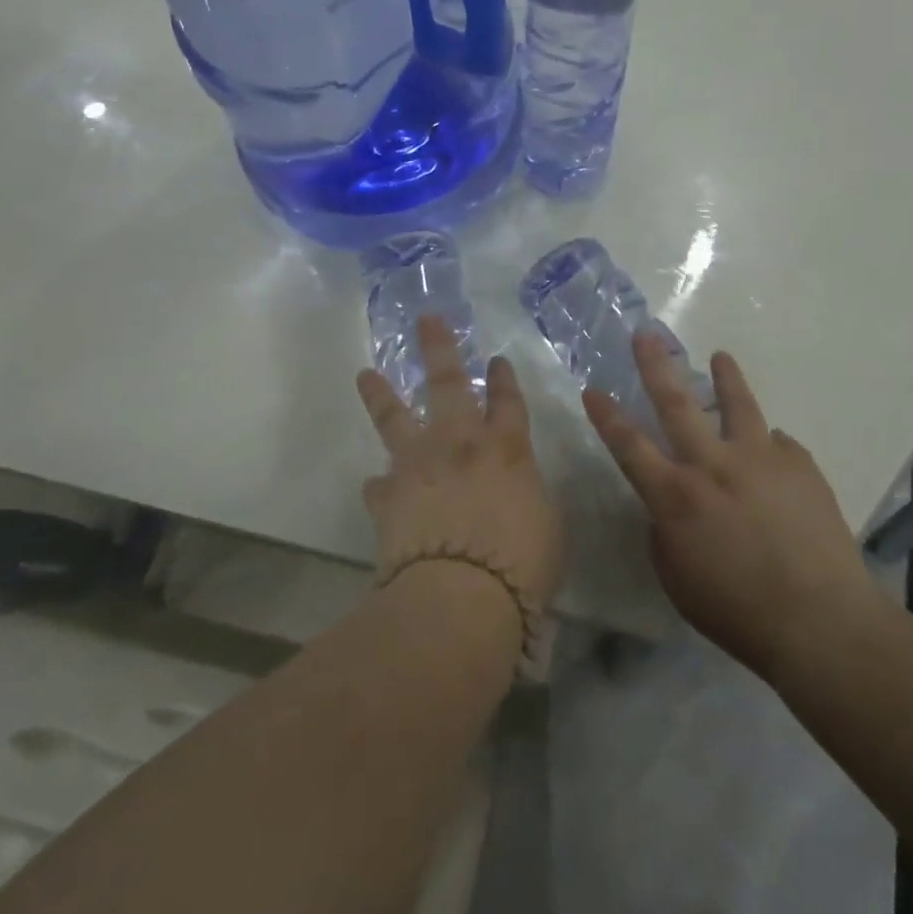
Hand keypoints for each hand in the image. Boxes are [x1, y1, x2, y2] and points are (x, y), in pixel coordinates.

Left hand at [356, 314, 565, 644]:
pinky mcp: (388, 498)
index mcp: (507, 449)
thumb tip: (518, 492)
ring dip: (381, 394)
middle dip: (438, 349)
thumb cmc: (521, 563)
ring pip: (395, 418)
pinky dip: (380, 485)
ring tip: (365, 374)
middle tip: (426, 319)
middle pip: (448, 384)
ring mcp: (419, 467)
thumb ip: (530, 497)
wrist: (461, 594)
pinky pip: (380, 485)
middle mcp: (459, 445)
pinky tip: (376, 486)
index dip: (504, 379)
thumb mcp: (548, 527)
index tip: (497, 360)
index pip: (508, 402)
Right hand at [583, 332, 887, 680]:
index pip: (629, 445)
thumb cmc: (737, 612)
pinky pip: (778, 445)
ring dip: (725, 377)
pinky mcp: (800, 466)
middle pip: (677, 403)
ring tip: (720, 357)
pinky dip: (768, 445)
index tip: (592, 389)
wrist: (821, 622)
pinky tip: (771, 454)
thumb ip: (665, 532)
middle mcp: (713, 465)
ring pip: (738, 404)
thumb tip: (672, 506)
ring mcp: (760, 459)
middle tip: (646, 334)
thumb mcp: (677, 579)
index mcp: (675, 496)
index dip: (607, 416)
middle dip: (656, 365)